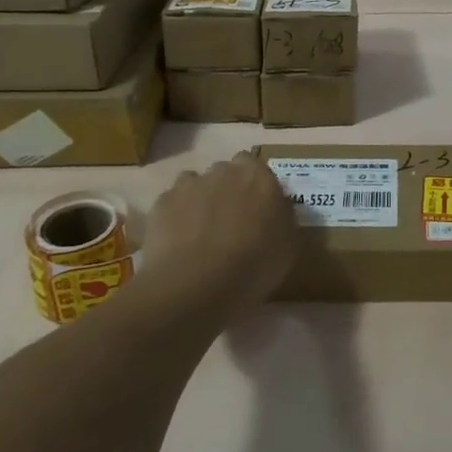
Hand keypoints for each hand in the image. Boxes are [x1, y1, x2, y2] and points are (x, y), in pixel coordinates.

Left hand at [138, 154, 298, 317]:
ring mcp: (188, 185)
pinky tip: (177, 244)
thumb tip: (277, 211)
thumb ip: (284, 218)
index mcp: (257, 175)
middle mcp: (223, 170)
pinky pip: (171, 205)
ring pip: (195, 185)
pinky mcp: (161, 204)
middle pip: (225, 173)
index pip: (255, 166)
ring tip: (200, 235)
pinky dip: (174, 218)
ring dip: (199, 201)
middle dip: (227, 191)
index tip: (256, 209)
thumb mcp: (289, 245)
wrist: (196, 284)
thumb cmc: (254, 264)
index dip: (254, 186)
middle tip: (230, 223)